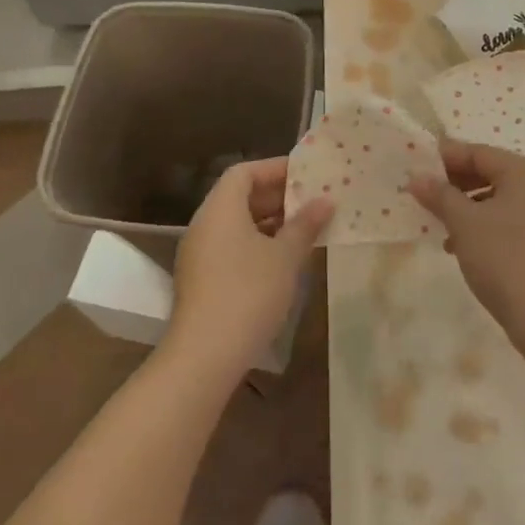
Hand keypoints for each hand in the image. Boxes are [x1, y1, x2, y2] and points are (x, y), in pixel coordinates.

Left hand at [168, 157, 331, 379]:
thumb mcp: (285, 257)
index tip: (305, 175)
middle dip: (276, 196)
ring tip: (304, 228)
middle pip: (239, 196)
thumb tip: (324, 201)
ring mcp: (199, 253)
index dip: (274, 168)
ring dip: (269, 222)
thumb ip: (305, 225)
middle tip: (312, 201)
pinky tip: (283, 259)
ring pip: (236, 224)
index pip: (244, 172)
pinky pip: (231, 246)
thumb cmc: (249, 293)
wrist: (205, 355)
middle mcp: (204, 224)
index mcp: (220, 208)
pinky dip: (256, 243)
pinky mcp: (201, 279)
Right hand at [409, 141, 524, 348]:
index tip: (415, 167)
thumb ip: (439, 195)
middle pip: (491, 173)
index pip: (478, 153)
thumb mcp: (464, 223)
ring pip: (500, 200)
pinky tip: (462, 247)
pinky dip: (486, 227)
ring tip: (439, 225)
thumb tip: (416, 177)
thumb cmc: (505, 259)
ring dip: (467, 208)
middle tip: (423, 194)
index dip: (444, 158)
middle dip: (455, 184)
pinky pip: (511, 221)